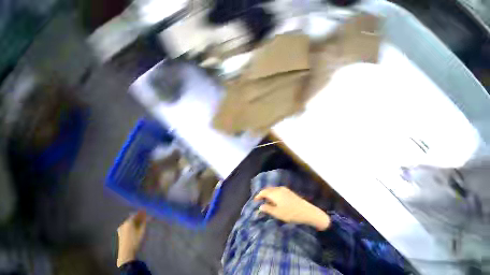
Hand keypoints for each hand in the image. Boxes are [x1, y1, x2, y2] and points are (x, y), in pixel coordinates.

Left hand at [117, 211, 147, 266]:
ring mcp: (121, 229)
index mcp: (128, 222)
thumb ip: (145, 222)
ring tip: (142, 223)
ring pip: (130, 223)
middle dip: (139, 218)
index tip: (147, 212)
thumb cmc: (135, 241)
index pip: (136, 214)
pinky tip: (137, 228)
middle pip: (132, 218)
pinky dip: (133, 226)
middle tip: (146, 218)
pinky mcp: (120, 234)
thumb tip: (148, 216)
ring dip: (136, 222)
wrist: (126, 253)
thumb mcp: (142, 231)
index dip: (142, 213)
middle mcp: (123, 224)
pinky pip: (127, 227)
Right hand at [254, 186, 329, 230]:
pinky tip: (275, 199)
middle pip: (268, 189)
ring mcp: (284, 189)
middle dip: (263, 194)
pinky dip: (273, 193)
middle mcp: (278, 189)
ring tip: (266, 200)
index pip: (263, 192)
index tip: (255, 200)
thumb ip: (268, 209)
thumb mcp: (277, 213)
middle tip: (260, 200)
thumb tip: (260, 206)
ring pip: (273, 189)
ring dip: (268, 193)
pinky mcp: (288, 191)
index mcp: (274, 193)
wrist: (306, 211)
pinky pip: (277, 190)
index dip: (258, 196)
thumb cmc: (290, 213)